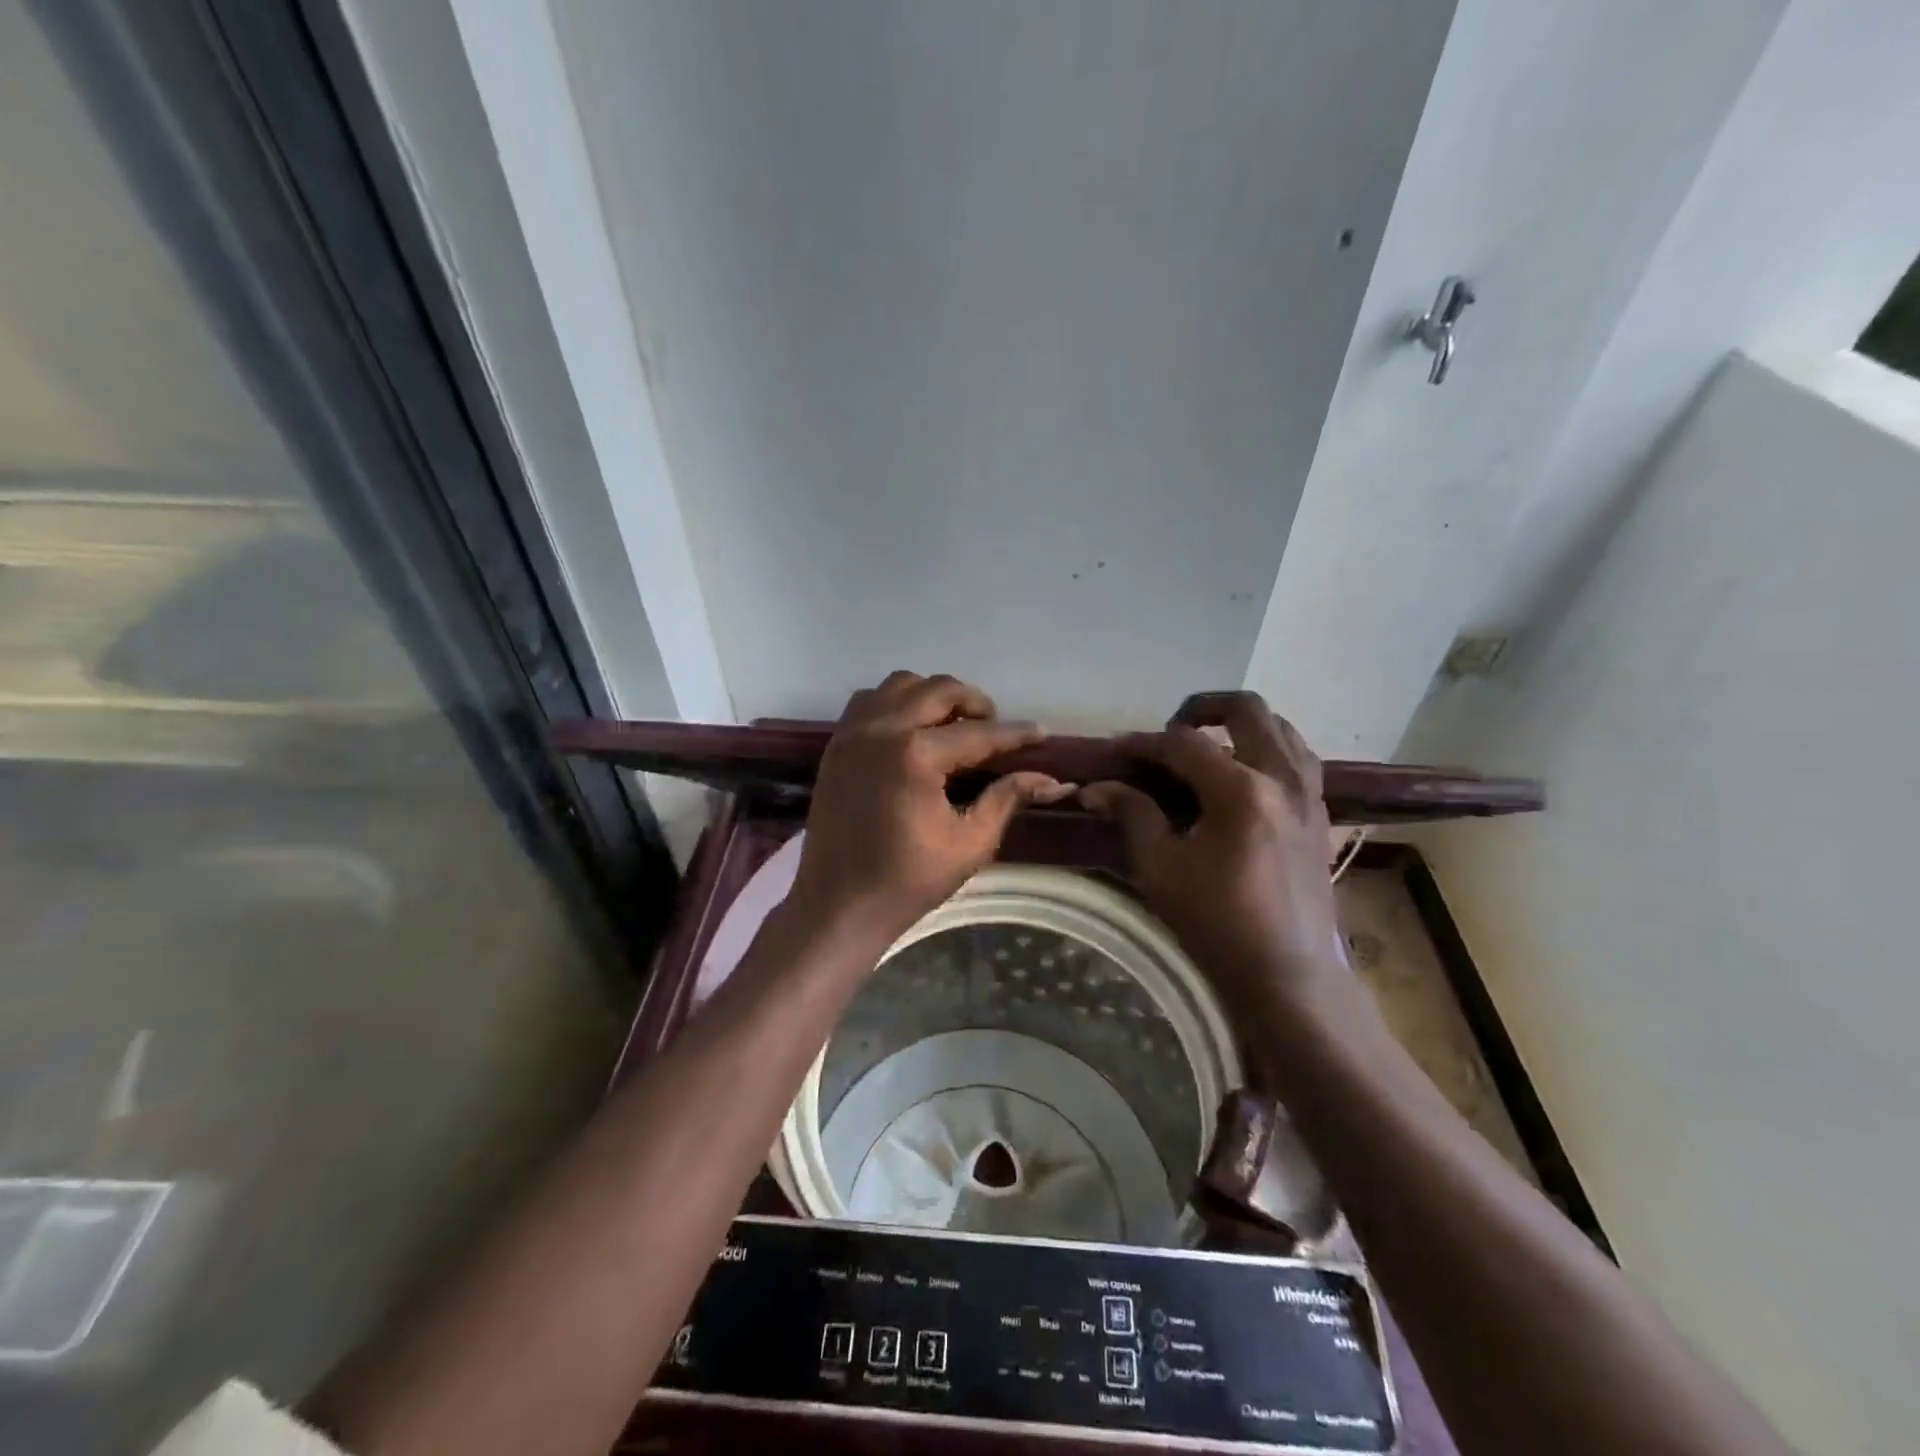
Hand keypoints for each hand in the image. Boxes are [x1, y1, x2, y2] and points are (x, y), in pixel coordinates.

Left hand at [787, 672, 1073, 949]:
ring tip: (952, 724)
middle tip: (994, 728)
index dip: (1014, 735)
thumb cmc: (907, 881)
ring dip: (933, 695)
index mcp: (915, 756)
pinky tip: (911, 730)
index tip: (1041, 733)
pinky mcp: (836, 744)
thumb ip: (1006, 799)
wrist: (838, 905)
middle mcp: (881, 730)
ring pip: (901, 685)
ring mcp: (853, 733)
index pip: (978, 734)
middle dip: (975, 703)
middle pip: (939, 690)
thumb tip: (1051, 779)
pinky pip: (869, 700)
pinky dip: (895, 702)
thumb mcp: (969, 843)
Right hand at [1080, 692, 1341, 1015]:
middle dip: (1201, 708)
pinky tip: (1243, 778)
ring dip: (1241, 726)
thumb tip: (1098, 787)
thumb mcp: (1161, 868)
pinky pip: (1299, 758)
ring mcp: (1309, 795)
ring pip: (1282, 728)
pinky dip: (1268, 750)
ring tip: (1208, 749)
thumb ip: (1132, 814)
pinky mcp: (1320, 815)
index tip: (1116, 750)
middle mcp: (1282, 778)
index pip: (1183, 743)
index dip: (1143, 742)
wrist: (1288, 975)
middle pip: (1247, 709)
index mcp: (1240, 791)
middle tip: (1170, 731)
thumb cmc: (1217, 924)